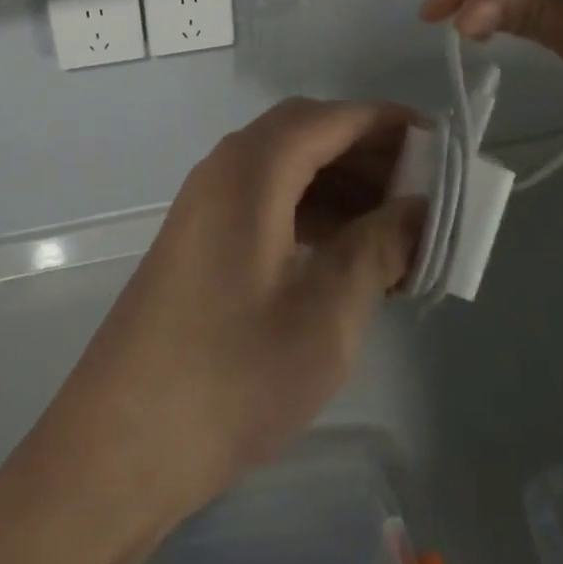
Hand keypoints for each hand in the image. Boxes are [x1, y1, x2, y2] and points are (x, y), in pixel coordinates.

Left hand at [0, 99, 421, 563]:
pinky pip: (268, 201)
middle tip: (423, 190)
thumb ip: (377, 248)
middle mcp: (225, 169)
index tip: (440, 145)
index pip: (331, 118)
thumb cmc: (231, 374)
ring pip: (287, 169)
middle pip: (308, 135)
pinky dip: (312, 213)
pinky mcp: (202, 239)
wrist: (123, 445)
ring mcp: (208, 204)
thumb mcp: (325, 314)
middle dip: (368, 154)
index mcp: (252, 168)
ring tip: (396, 227)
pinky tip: (347, 253)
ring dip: (341, 186)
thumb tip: (418, 209)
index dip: (387, 123)